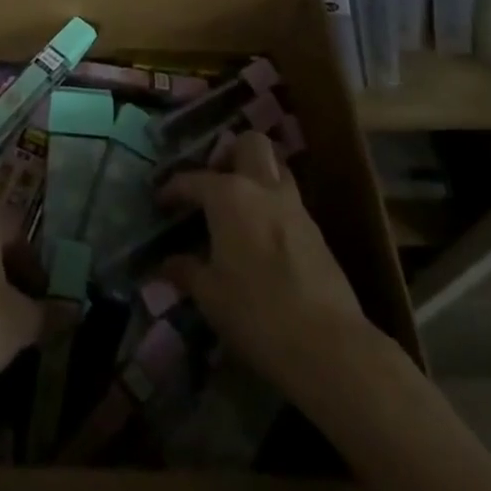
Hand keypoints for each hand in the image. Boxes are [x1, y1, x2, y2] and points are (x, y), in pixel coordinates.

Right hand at [158, 132, 376, 401]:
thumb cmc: (256, 313)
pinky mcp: (317, 232)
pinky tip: (262, 237)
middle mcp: (263, 189)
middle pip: (250, 144)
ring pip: (277, 168)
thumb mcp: (210, 296)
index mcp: (230, 196)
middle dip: (230, 154)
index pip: (193, 180)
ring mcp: (295, 207)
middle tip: (214, 182)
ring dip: (257, 176)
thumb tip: (168, 264)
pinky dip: (273, 206)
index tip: (161, 201)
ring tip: (239, 206)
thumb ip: (187, 271)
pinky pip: (290, 201)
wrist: (328, 346)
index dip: (173, 189)